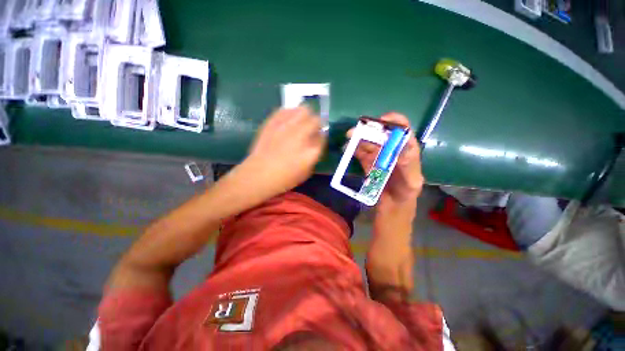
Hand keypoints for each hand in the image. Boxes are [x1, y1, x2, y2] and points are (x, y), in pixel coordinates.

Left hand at [241, 107, 325, 198]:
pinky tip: (288, 121)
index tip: (318, 139)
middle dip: (316, 124)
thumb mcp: (306, 172)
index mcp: (311, 150)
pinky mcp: (274, 122)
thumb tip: (315, 141)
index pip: (323, 136)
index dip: (321, 137)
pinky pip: (286, 109)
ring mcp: (287, 126)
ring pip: (303, 109)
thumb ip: (314, 154)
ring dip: (305, 116)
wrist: (259, 174)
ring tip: (300, 122)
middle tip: (311, 130)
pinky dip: (290, 113)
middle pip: (316, 120)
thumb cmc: (285, 178)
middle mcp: (301, 135)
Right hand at [347, 112, 423, 203]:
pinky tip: (347, 148)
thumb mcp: (412, 181)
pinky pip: (359, 151)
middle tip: (356, 131)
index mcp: (406, 149)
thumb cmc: (406, 192)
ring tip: (349, 138)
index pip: (402, 129)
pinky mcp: (367, 161)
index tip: (381, 121)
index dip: (393, 121)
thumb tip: (403, 147)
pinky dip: (353, 148)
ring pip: (368, 141)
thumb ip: (409, 165)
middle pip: (381, 133)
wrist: (392, 204)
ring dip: (358, 138)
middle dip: (368, 129)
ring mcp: (378, 154)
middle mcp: (391, 148)